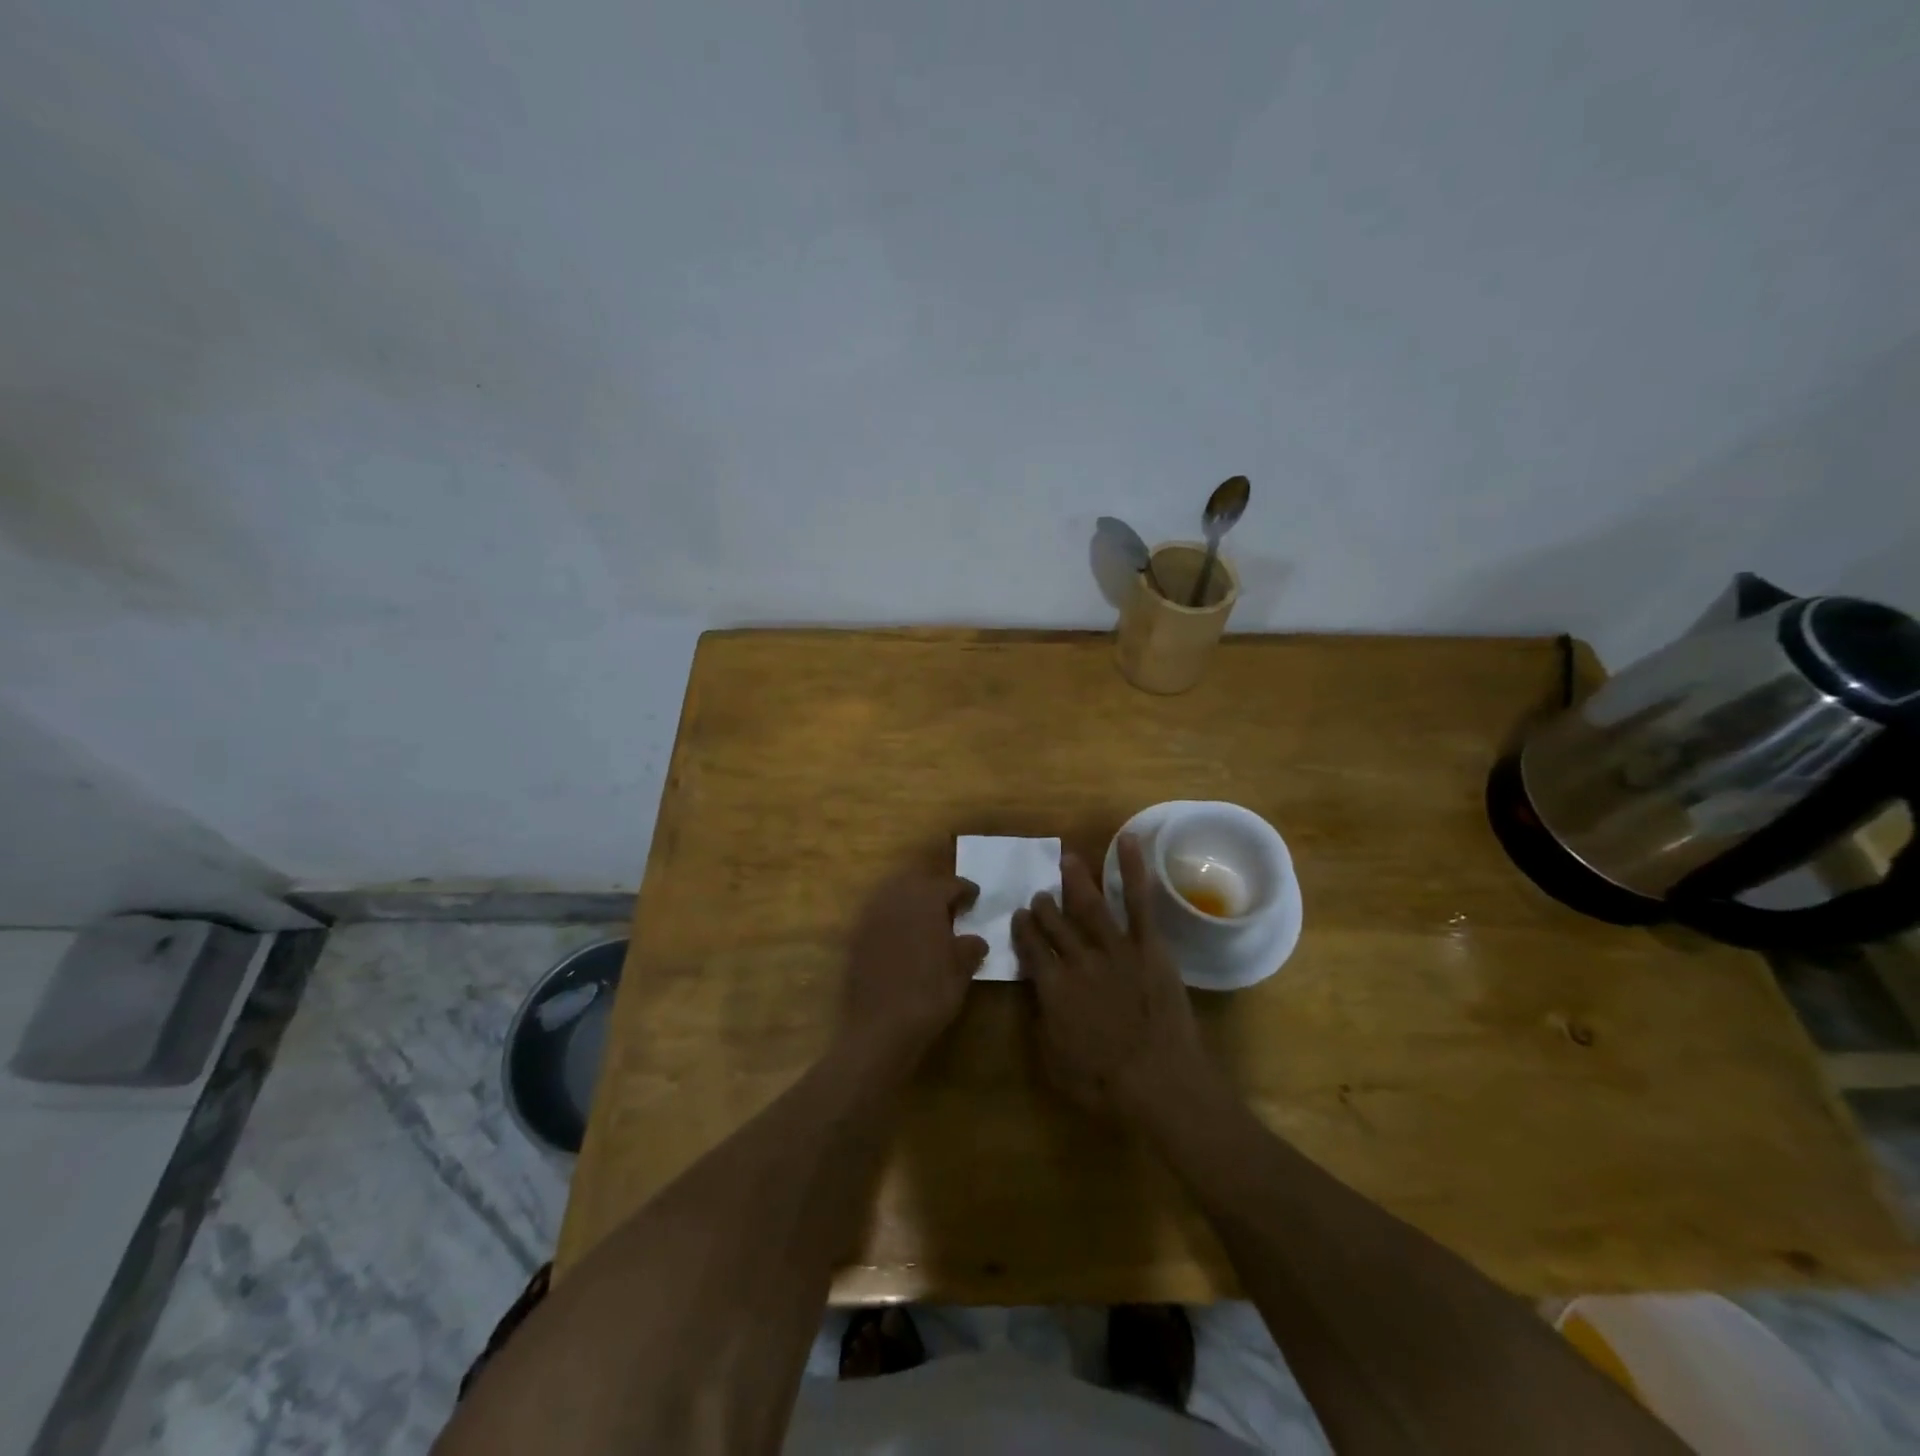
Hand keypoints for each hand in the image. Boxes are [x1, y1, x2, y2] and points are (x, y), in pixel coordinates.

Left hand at [841, 873, 987, 1064]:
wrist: (879, 1027)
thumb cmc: (929, 993)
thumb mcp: (961, 971)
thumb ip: (970, 948)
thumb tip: (975, 940)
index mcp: (925, 899)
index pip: (949, 884)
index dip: (965, 890)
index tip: (975, 897)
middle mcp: (895, 899)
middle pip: (918, 883)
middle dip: (935, 891)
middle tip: (951, 907)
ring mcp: (871, 917)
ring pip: (895, 897)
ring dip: (912, 903)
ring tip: (928, 922)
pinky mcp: (856, 938)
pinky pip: (880, 917)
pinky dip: (895, 921)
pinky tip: (905, 939)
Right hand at [1011, 837, 1212, 1118]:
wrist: (1159, 1083)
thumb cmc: (1103, 1084)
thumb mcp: (1054, 1061)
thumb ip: (1042, 1021)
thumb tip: (1036, 995)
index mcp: (1052, 986)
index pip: (1030, 948)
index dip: (1022, 929)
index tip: (1018, 916)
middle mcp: (1078, 958)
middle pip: (1055, 923)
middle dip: (1043, 906)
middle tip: (1039, 894)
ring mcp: (1115, 947)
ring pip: (1089, 904)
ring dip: (1075, 880)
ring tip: (1067, 860)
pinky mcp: (1149, 946)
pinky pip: (1139, 901)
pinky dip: (1133, 869)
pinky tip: (1128, 840)